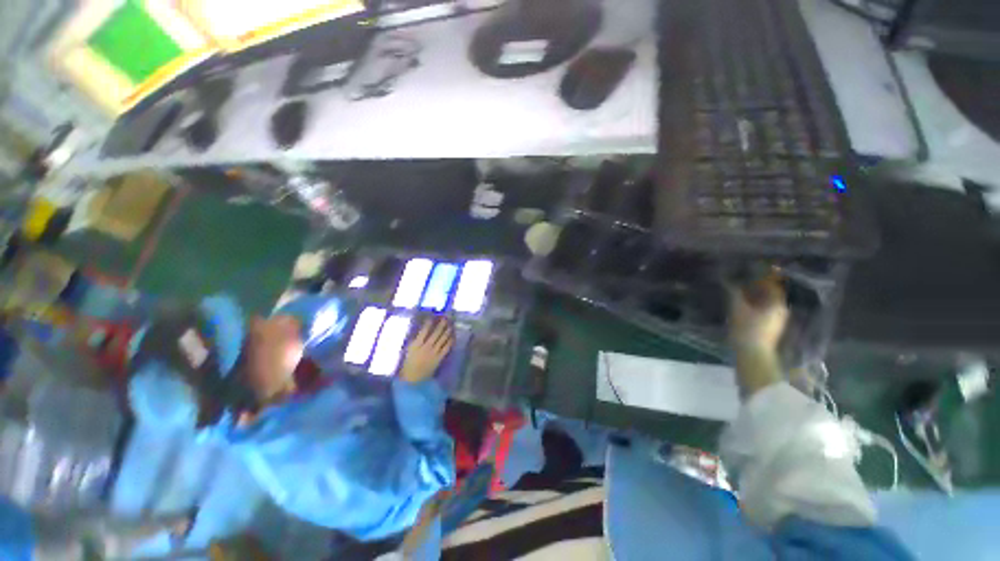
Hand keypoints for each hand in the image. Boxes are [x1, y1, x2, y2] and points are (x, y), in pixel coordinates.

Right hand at [400, 318, 454, 383]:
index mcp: (416, 344)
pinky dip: (450, 341)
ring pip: (443, 339)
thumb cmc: (408, 364)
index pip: (424, 330)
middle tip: (445, 318)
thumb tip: (423, 331)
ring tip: (451, 325)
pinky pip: (446, 347)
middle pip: (436, 333)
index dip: (429, 323)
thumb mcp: (409, 350)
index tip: (432, 317)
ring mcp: (434, 352)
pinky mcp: (439, 358)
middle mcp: (426, 347)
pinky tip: (452, 336)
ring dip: (447, 330)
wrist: (413, 379)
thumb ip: (416, 340)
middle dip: (441, 324)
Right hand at [728, 275, 788, 352]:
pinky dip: (755, 305)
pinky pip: (764, 311)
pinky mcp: (771, 328)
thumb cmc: (747, 329)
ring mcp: (777, 320)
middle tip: (742, 280)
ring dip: (755, 296)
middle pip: (770, 294)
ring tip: (740, 292)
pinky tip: (743, 306)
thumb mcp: (737, 308)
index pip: (772, 285)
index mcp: (777, 304)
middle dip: (757, 286)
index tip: (752, 270)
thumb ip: (734, 292)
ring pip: (767, 303)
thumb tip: (728, 280)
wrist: (753, 354)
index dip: (763, 276)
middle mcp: (781, 310)